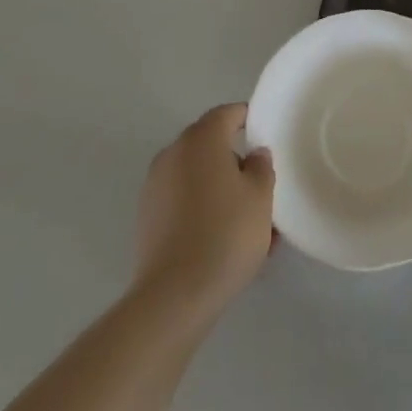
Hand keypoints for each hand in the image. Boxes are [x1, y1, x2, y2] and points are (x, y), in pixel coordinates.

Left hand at [131, 104, 274, 320]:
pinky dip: (202, 209)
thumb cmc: (225, 234)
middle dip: (235, 161)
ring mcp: (155, 185)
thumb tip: (253, 154)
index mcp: (201, 139)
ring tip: (247, 223)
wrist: (174, 296)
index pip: (227, 114)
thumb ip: (261, 167)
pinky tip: (222, 240)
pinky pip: (182, 201)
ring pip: (197, 177)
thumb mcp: (261, 197)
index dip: (247, 119)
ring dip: (220, 189)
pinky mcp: (147, 217)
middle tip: (260, 186)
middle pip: (209, 145)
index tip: (263, 134)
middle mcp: (173, 153)